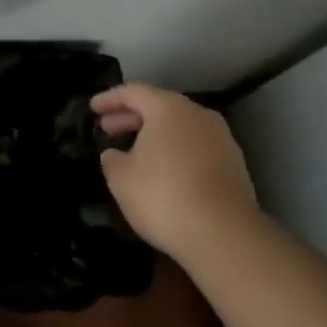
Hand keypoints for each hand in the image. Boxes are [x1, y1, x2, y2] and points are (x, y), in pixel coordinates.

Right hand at [92, 83, 262, 261]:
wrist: (224, 234)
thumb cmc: (163, 196)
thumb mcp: (121, 178)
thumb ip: (112, 159)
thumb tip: (115, 154)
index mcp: (168, 108)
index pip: (133, 92)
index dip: (109, 99)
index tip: (92, 109)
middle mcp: (198, 115)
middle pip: (159, 106)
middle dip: (131, 116)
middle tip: (108, 129)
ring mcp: (221, 138)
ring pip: (180, 126)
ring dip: (155, 134)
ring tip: (134, 151)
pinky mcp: (234, 164)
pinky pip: (195, 146)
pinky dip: (175, 150)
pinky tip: (163, 170)